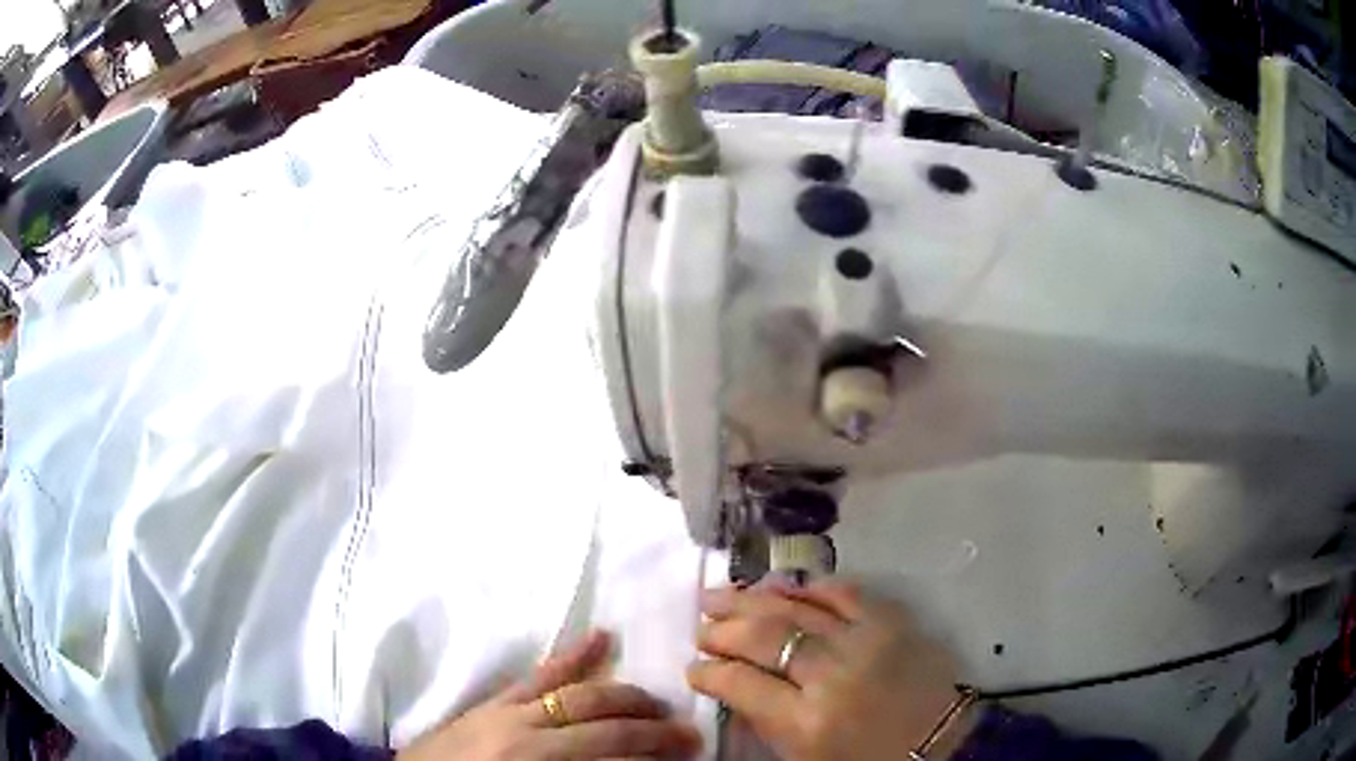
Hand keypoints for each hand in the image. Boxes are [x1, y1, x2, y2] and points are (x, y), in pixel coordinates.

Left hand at [401, 630, 700, 760]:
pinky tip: (600, 637)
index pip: (613, 760)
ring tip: (658, 703)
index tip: (686, 760)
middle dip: (653, 732)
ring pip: (580, 696)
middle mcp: (530, 739)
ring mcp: (509, 713)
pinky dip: (571, 657)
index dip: (652, 760)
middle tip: (689, 736)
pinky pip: (537, 675)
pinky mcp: (493, 701)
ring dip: (626, 698)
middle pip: (606, 729)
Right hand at [688, 580, 968, 760]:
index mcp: (806, 723)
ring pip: (796, 608)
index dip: (708, 672)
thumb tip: (729, 684)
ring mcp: (865, 641)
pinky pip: (844, 591)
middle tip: (701, 628)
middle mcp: (832, 676)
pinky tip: (782, 586)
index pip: (739, 683)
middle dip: (721, 630)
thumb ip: (763, 721)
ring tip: (719, 595)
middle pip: (763, 637)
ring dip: (751, 599)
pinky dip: (808, 586)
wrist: (941, 744)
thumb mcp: (803, 757)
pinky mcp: (893, 621)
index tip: (694, 669)